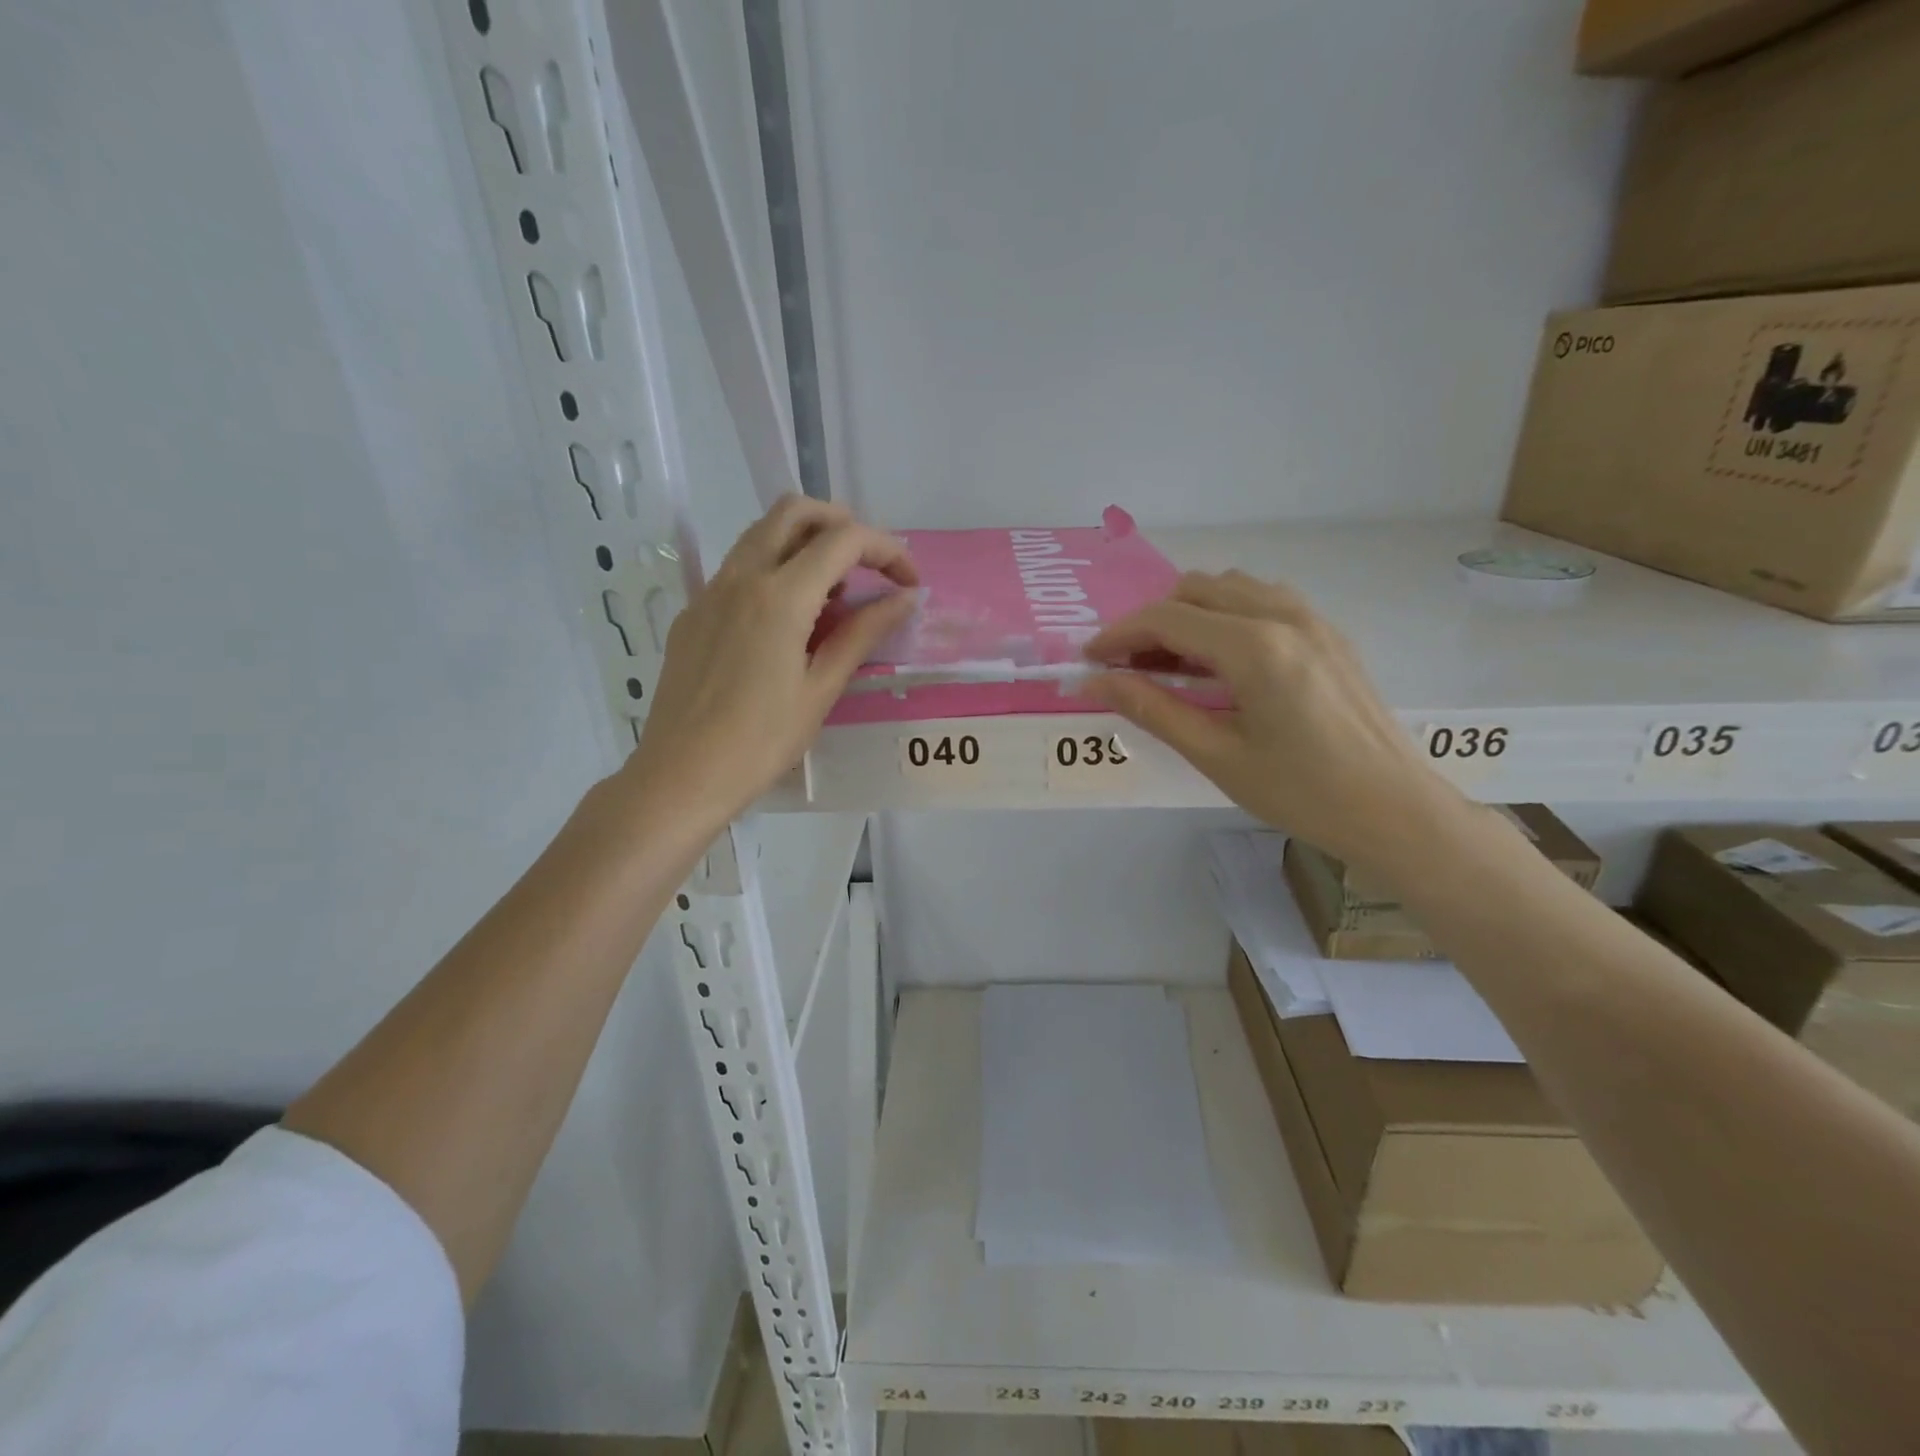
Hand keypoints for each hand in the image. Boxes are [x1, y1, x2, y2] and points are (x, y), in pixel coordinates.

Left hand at [625, 496, 916, 829]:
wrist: (681, 775)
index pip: (843, 540)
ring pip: (762, 534)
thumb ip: (863, 633)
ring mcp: (709, 592)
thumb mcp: (822, 689)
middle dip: (842, 524)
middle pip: (795, 511)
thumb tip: (904, 598)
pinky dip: (775, 570)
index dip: (887, 550)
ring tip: (834, 595)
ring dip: (806, 543)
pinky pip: (739, 568)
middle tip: (869, 566)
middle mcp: (740, 577)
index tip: (908, 582)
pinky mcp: (693, 613)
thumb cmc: (761, 741)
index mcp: (779, 596)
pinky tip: (789, 622)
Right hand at [1083, 571, 1464, 877]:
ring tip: (1172, 664)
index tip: (1090, 659)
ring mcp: (1313, 619)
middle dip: (1152, 621)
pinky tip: (1222, 661)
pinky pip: (1263, 600)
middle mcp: (1284, 615)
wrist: (1395, 811)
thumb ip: (1152, 709)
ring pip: (1230, 588)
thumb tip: (1096, 681)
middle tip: (1129, 667)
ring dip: (1190, 613)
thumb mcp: (1216, 755)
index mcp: (1255, 647)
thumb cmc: (1301, 792)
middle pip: (1195, 589)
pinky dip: (1226, 615)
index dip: (1119, 634)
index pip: (1167, 619)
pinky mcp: (1329, 633)